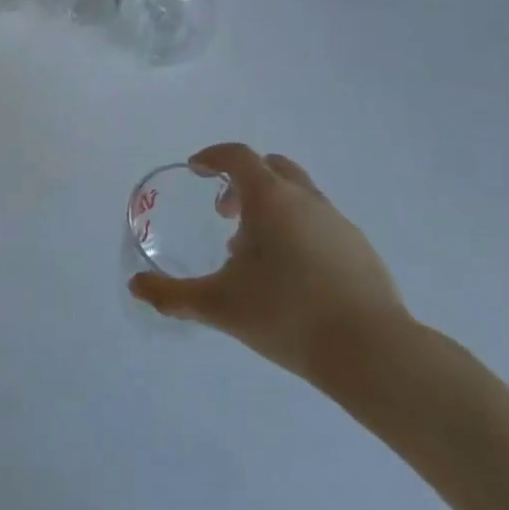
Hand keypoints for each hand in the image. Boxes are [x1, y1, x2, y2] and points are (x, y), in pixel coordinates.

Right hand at [129, 143, 409, 394]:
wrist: (372, 353)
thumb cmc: (286, 315)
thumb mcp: (219, 306)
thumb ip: (173, 295)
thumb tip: (136, 286)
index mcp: (269, 198)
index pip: (237, 156)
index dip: (212, 157)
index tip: (197, 170)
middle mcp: (305, 199)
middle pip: (271, 167)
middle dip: (243, 181)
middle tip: (225, 213)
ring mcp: (338, 222)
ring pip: (298, 195)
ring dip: (271, 208)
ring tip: (256, 253)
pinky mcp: (361, 249)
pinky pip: (320, 223)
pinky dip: (298, 231)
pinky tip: (294, 276)